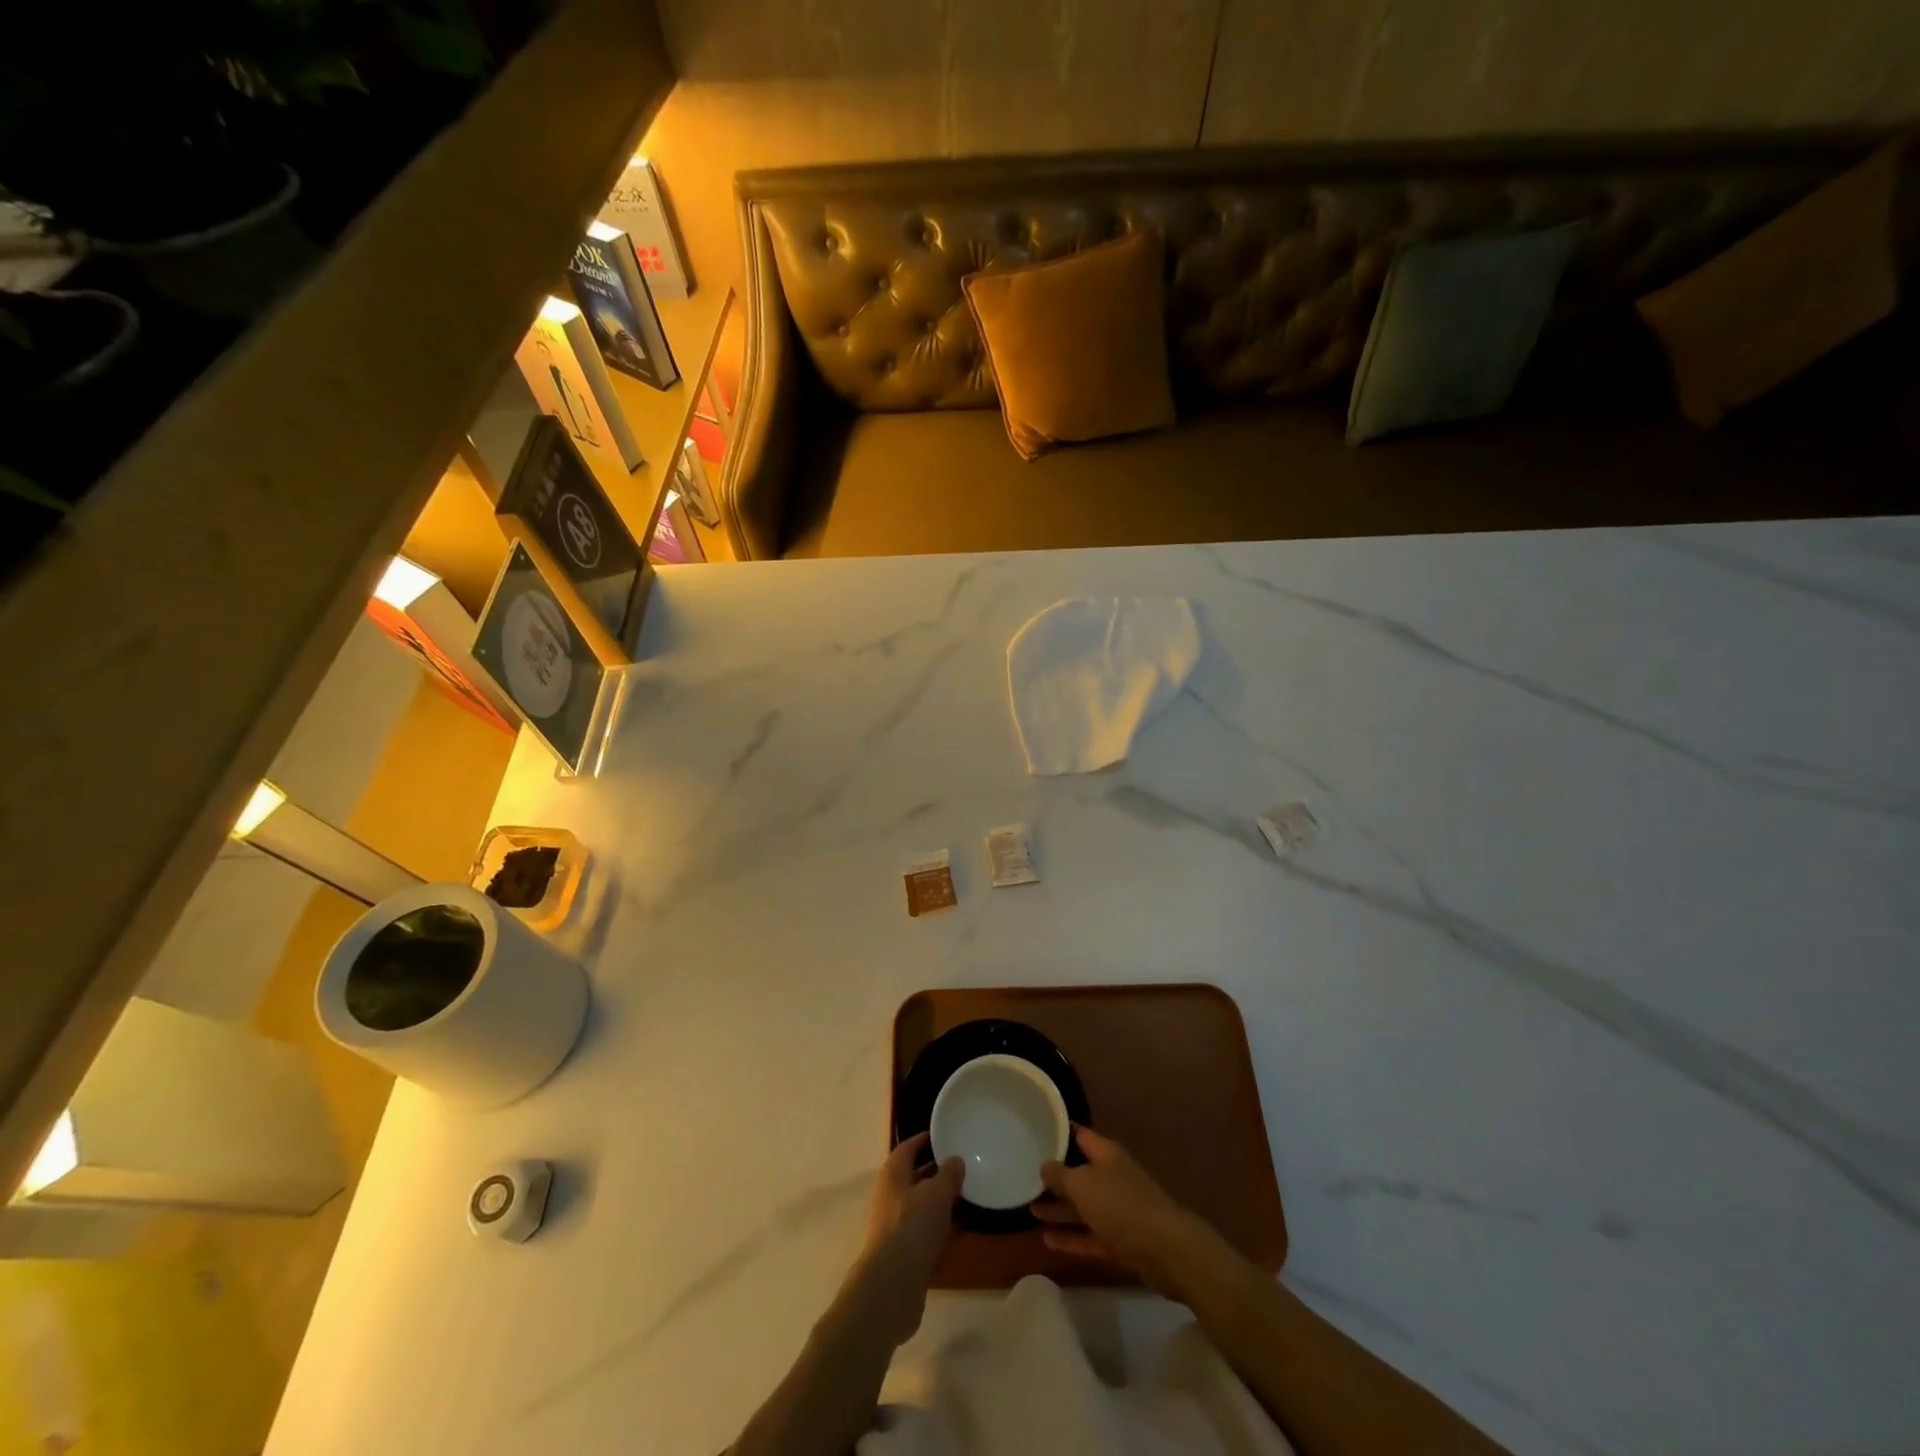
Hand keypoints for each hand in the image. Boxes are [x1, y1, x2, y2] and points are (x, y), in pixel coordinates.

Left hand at [847, 1133, 962, 1345]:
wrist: (892, 1285)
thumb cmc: (913, 1226)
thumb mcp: (937, 1193)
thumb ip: (948, 1174)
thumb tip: (955, 1160)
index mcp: (892, 1175)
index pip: (907, 1148)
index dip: (923, 1140)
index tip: (942, 1136)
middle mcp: (889, 1197)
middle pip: (912, 1177)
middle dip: (934, 1171)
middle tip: (959, 1166)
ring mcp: (893, 1227)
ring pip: (918, 1206)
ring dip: (938, 1201)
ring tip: (964, 1196)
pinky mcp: (901, 1253)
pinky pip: (922, 1231)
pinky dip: (938, 1227)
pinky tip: (958, 1230)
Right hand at [1032, 1126, 1212, 1297]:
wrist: (1166, 1250)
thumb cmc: (1120, 1205)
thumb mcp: (1082, 1184)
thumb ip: (1060, 1174)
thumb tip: (1045, 1166)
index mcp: (1106, 1154)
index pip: (1079, 1135)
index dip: (1058, 1132)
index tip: (1036, 1131)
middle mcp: (1112, 1177)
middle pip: (1080, 1173)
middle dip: (1055, 1178)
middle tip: (1026, 1178)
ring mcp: (1118, 1210)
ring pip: (1084, 1207)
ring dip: (1059, 1210)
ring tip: (1031, 1211)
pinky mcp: (1122, 1241)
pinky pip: (1091, 1235)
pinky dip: (1072, 1238)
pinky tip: (1048, 1241)